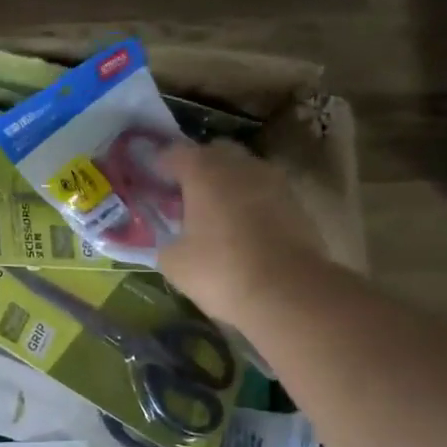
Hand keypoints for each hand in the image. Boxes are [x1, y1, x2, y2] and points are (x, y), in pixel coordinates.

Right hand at [159, 140, 323, 324]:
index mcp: (204, 171)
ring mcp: (273, 181)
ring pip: (243, 171)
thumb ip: (165, 241)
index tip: (149, 180)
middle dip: (197, 167)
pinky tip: (239, 228)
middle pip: (214, 153)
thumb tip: (170, 239)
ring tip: (212, 212)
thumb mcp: (174, 262)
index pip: (174, 153)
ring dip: (226, 184)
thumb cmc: (221, 270)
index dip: (158, 165)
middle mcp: (240, 166)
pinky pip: (263, 192)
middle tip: (182, 193)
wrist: (289, 293)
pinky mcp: (296, 204)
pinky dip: (248, 202)